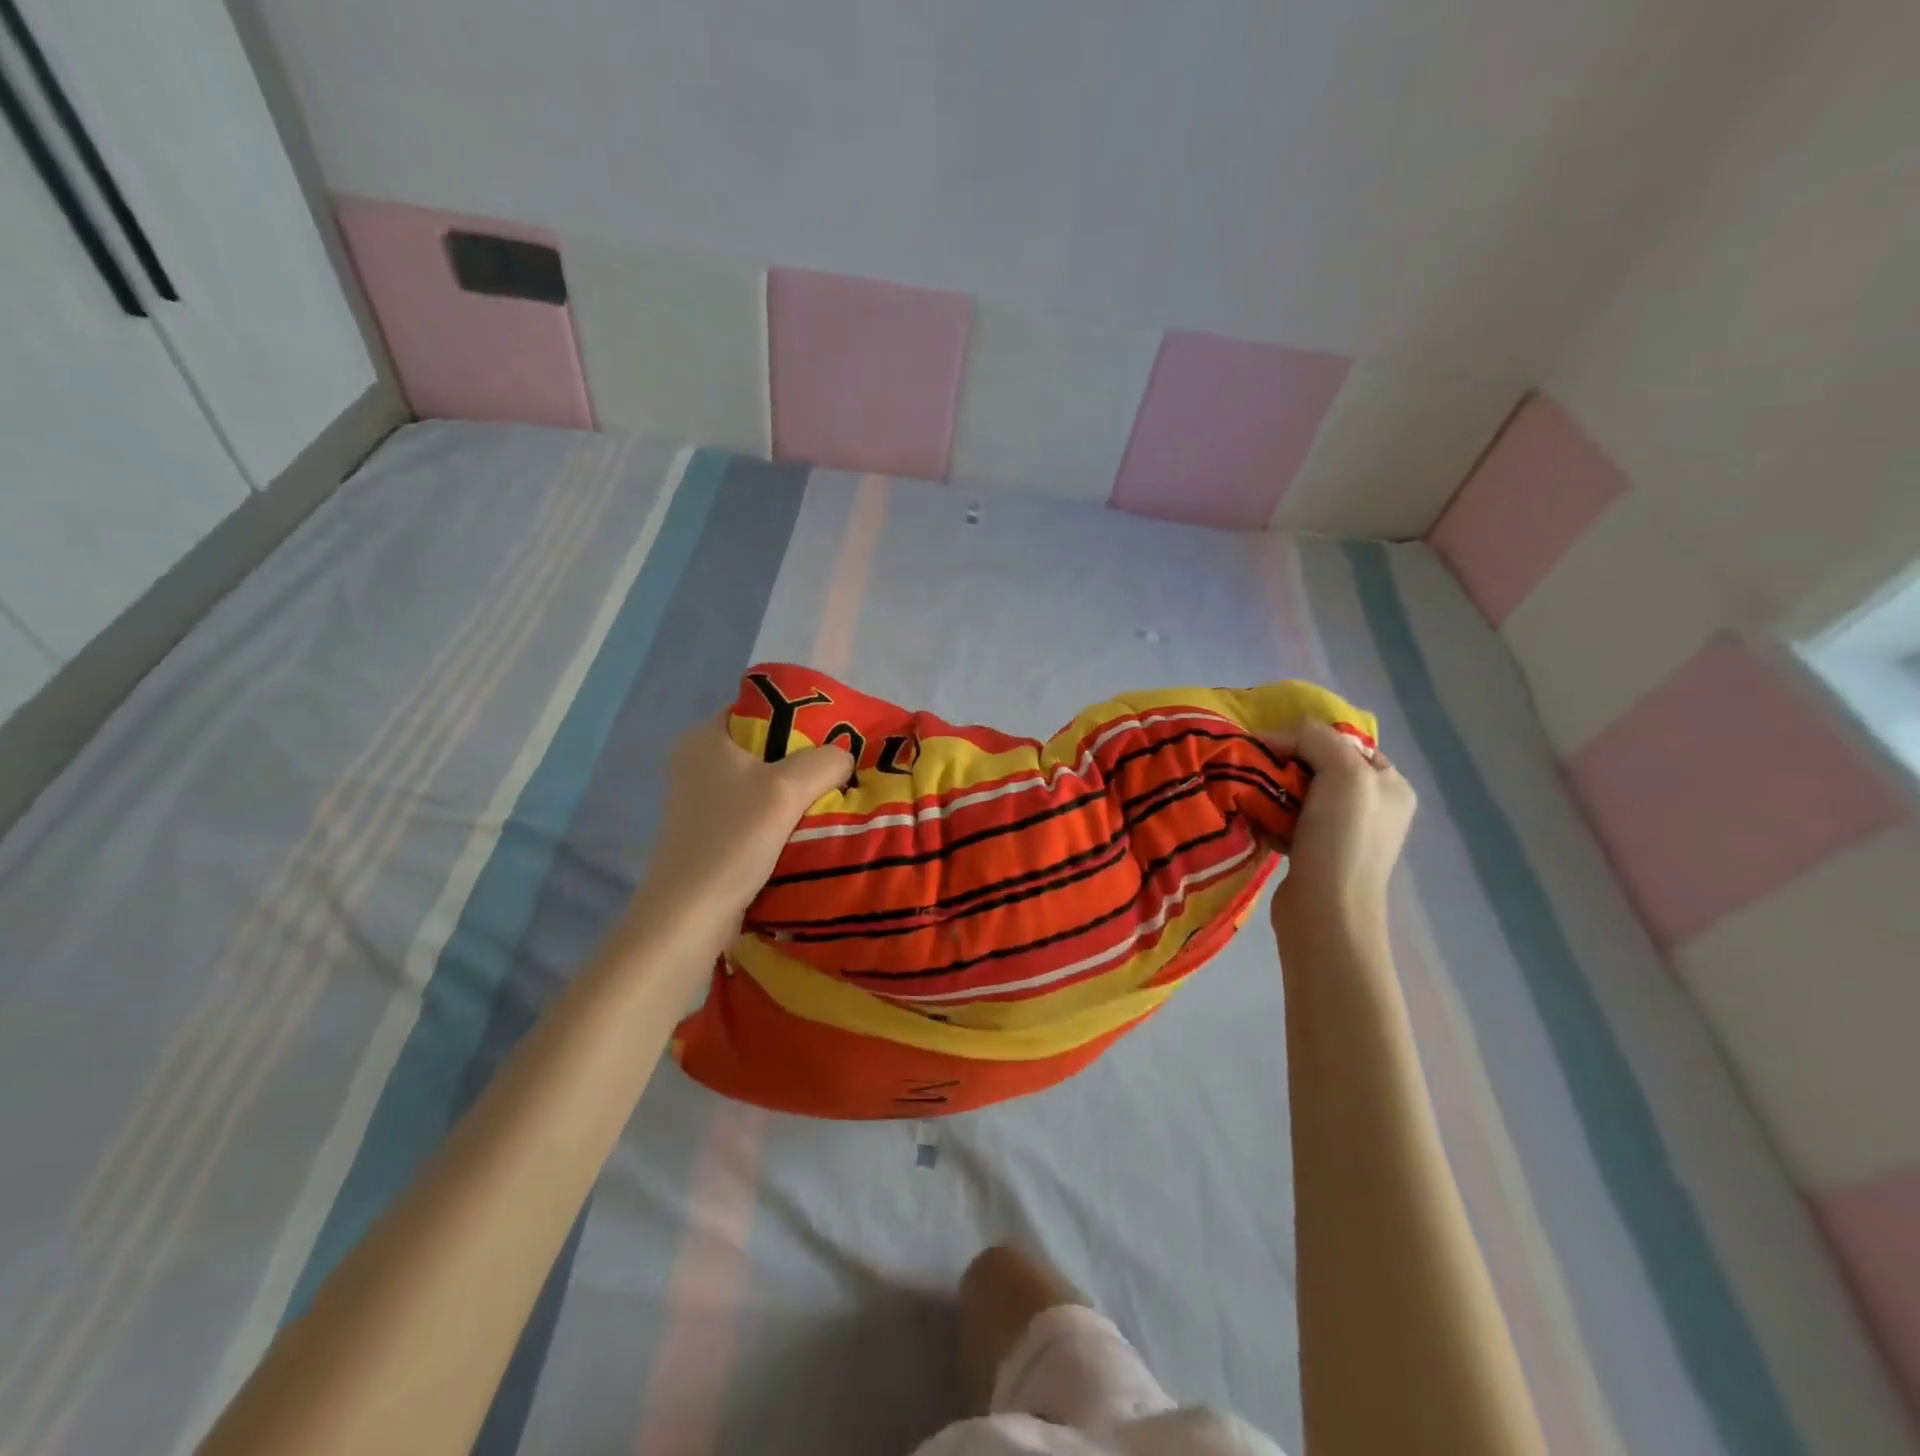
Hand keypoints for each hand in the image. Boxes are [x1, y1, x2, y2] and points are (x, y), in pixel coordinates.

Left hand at [628, 713, 851, 951]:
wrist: (690, 915)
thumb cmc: (733, 840)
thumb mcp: (788, 788)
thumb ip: (824, 761)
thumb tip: (843, 758)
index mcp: (703, 738)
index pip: (758, 708)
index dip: (798, 716)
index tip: (834, 735)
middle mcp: (696, 762)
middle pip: (764, 746)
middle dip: (803, 757)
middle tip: (840, 769)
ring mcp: (700, 800)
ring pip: (761, 782)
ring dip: (794, 791)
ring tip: (832, 798)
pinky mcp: (708, 832)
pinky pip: (753, 811)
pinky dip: (779, 816)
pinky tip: (806, 828)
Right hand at [1265, 720, 1415, 949]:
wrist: (1326, 912)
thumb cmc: (1343, 839)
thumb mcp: (1342, 773)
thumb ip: (1315, 738)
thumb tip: (1275, 736)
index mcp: (1391, 785)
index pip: (1344, 742)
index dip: (1308, 738)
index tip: (1272, 746)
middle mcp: (1374, 806)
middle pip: (1319, 766)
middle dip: (1287, 764)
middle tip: (1258, 769)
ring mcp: (1345, 833)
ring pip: (1300, 793)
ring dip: (1274, 790)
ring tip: (1252, 793)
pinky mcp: (1317, 854)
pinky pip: (1288, 820)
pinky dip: (1270, 816)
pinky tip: (1256, 818)